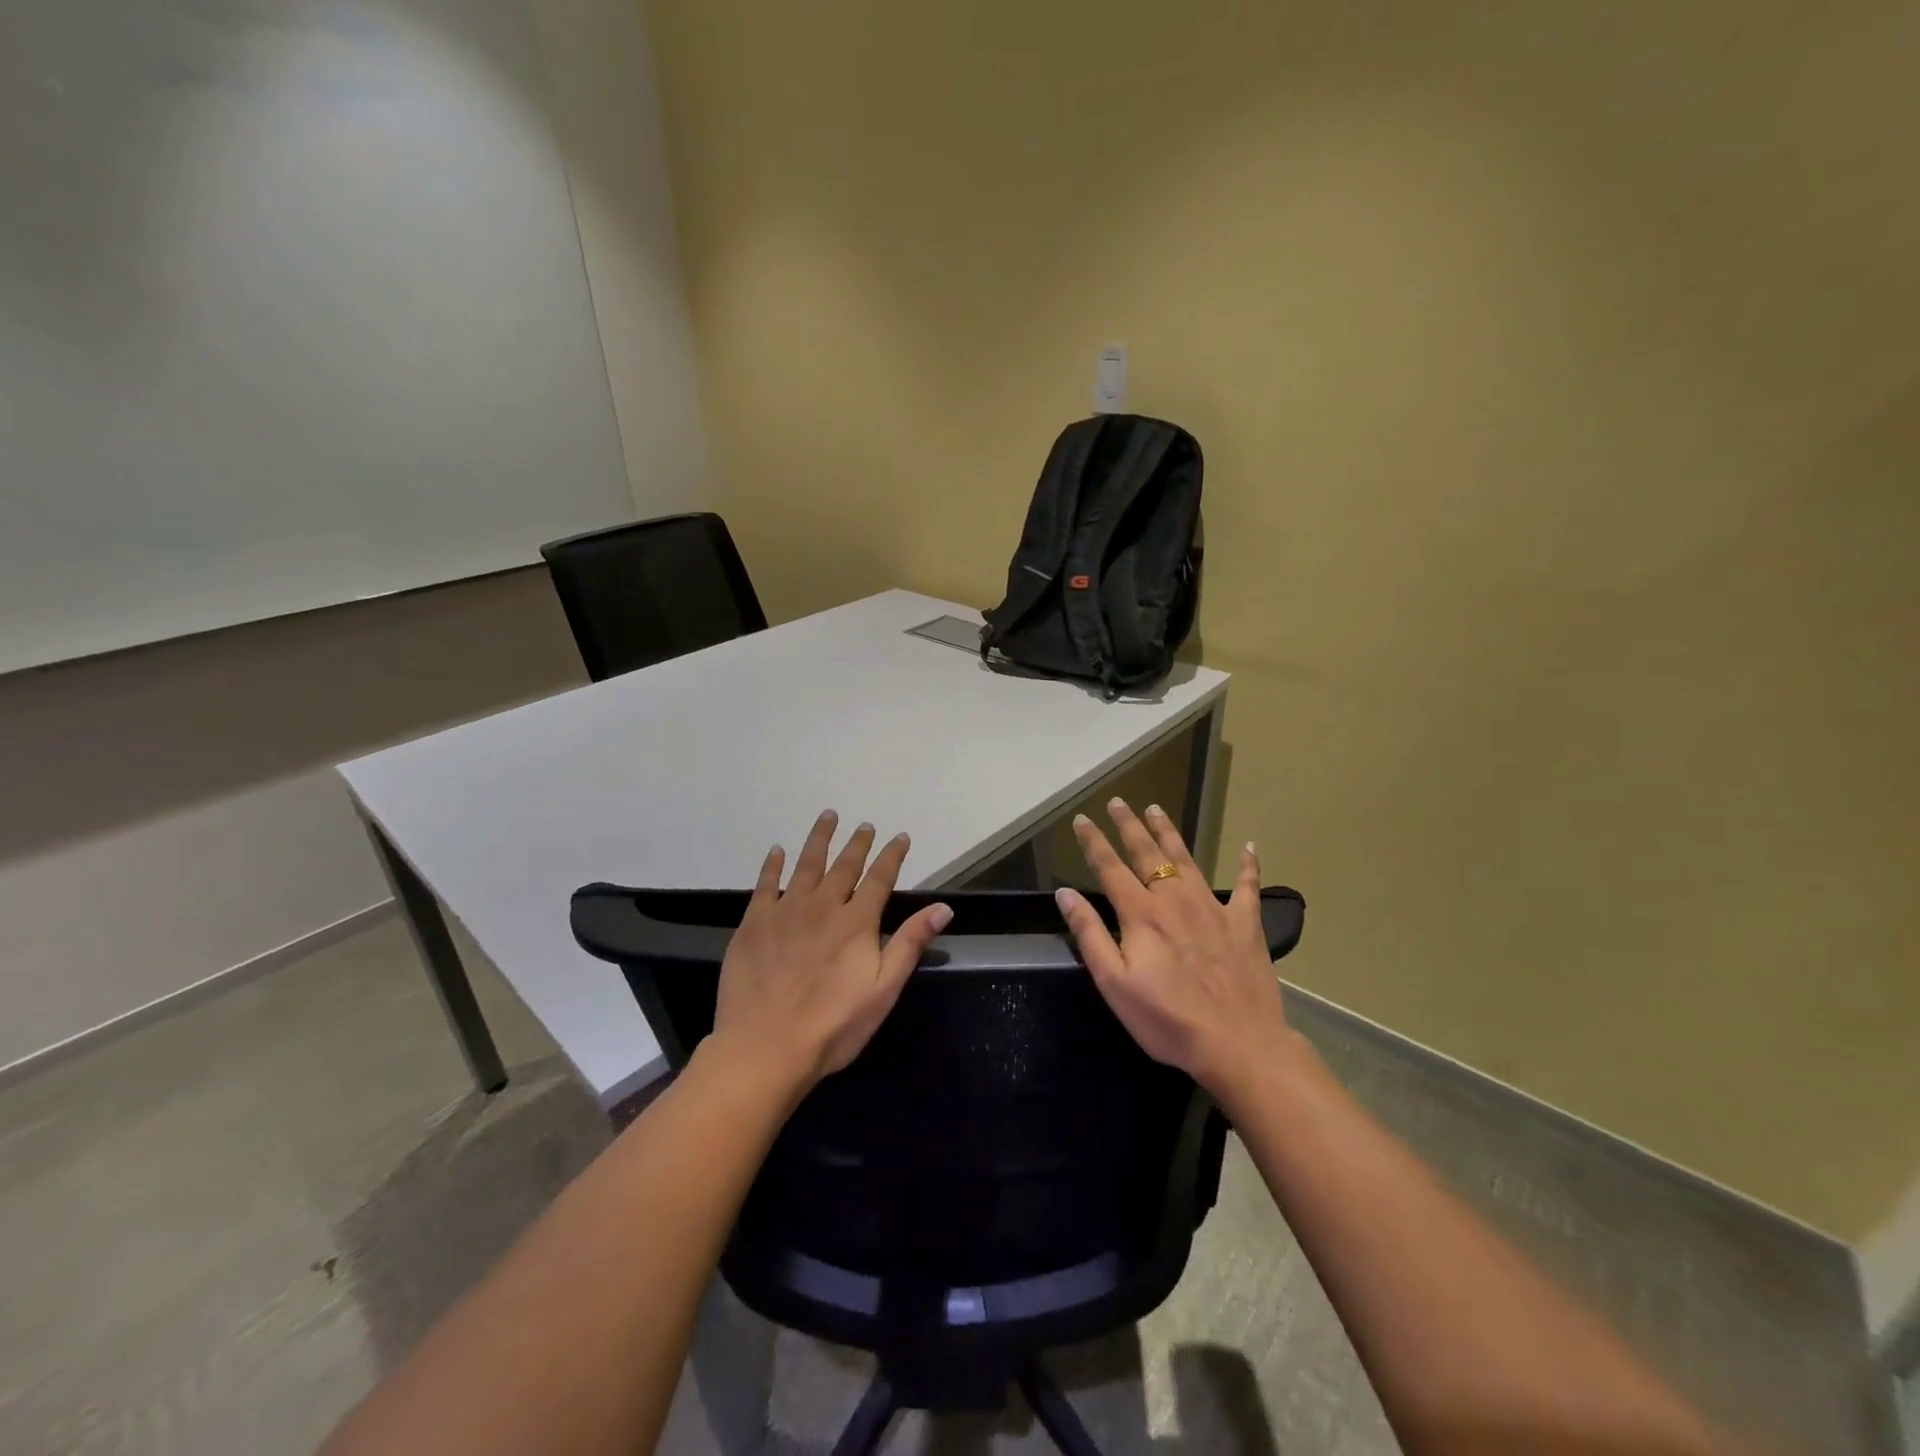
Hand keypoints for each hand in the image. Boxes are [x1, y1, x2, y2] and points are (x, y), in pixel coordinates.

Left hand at [707, 810, 952, 1099]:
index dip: (891, 856)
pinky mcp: (754, 923)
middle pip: (844, 866)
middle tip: (865, 825)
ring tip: (827, 817)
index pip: (880, 879)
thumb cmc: (833, 1026)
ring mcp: (785, 911)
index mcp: (856, 922)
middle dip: (858, 844)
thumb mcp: (884, 990)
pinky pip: (765, 884)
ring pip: (806, 865)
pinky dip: (772, 865)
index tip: (900, 837)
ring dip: (819, 839)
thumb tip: (943, 908)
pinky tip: (776, 851)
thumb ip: (910, 944)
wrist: (765, 1048)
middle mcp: (823, 906)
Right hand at [1054, 799, 1302, 1106]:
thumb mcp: (1114, 983)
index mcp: (1141, 914)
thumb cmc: (1167, 1019)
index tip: (1082, 819)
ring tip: (1157, 809)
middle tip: (1118, 801)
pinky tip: (1250, 846)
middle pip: (1148, 853)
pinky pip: (1248, 887)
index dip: (1093, 842)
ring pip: (1187, 859)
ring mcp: (1213, 909)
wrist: (1238, 1044)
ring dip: (1169, 833)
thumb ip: (1090, 934)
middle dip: (1129, 825)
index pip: (1110, 868)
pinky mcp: (1245, 924)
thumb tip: (1065, 893)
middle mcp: (1175, 900)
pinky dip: (1248, 865)